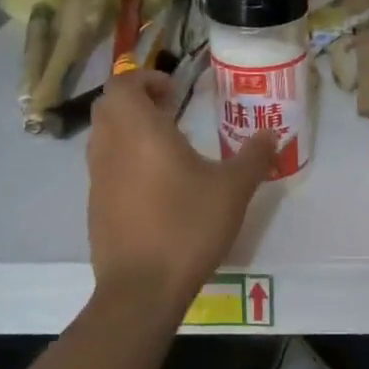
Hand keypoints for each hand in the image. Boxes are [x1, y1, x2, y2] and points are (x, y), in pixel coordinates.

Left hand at [87, 72, 276, 307]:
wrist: (142, 289)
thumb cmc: (188, 226)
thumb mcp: (234, 189)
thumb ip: (254, 157)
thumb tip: (273, 134)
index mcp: (140, 131)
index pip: (123, 84)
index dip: (147, 79)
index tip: (176, 91)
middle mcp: (111, 147)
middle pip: (109, 106)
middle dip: (137, 100)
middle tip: (172, 111)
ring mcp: (98, 179)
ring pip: (104, 136)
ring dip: (130, 130)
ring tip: (168, 145)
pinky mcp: (96, 206)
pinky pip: (106, 166)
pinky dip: (126, 159)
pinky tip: (158, 184)